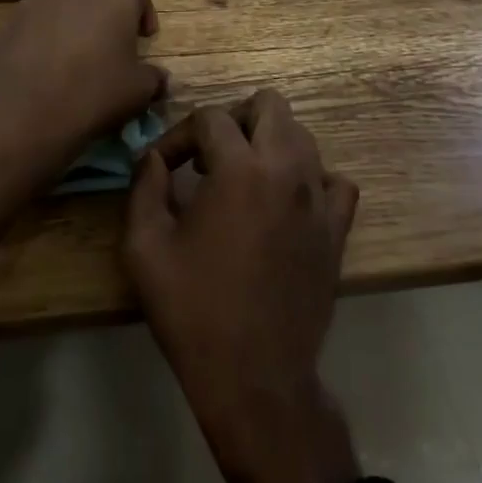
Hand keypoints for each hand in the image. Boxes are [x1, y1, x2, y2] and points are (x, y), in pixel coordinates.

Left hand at [0, 0, 164, 187]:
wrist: (22, 114)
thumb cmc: (94, 93)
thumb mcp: (139, 91)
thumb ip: (153, 77)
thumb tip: (157, 77)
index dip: (143, 12)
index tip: (144, 39)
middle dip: (104, 16)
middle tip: (108, 49)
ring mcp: (34, 0)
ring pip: (62, 6)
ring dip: (71, 25)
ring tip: (72, 61)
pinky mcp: (7, 22)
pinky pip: (34, 25)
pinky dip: (42, 40)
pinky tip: (42, 71)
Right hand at [123, 90, 361, 482]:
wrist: (255, 378)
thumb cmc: (193, 311)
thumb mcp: (144, 247)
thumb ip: (143, 186)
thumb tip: (153, 157)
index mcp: (239, 169)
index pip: (210, 118)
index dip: (179, 135)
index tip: (163, 165)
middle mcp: (286, 170)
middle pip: (269, 104)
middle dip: (234, 118)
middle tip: (209, 155)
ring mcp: (319, 199)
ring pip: (302, 136)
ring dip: (268, 143)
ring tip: (241, 177)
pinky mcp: (338, 230)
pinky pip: (334, 181)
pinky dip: (310, 179)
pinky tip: (285, 203)